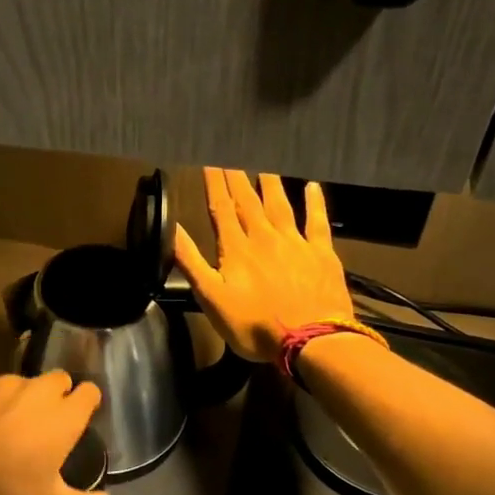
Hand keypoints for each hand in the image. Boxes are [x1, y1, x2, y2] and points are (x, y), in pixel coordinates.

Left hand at [0, 371, 109, 494]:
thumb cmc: (8, 488)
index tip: (80, 416)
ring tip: (9, 422)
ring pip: (25, 381)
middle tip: (45, 420)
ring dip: (24, 396)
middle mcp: (41, 391)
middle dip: (58, 393)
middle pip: (60, 379)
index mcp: (65, 416)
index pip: (90, 391)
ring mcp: (7, 382)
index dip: (87, 401)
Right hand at [174, 168, 355, 361]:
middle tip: (232, 154)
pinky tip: (313, 186)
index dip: (214, 184)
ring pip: (280, 205)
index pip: (220, 208)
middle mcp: (264, 237)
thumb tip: (173, 229)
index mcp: (236, 249)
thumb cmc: (254, 325)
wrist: (311, 340)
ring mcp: (295, 243)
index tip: (209, 160)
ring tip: (264, 164)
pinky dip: (315, 202)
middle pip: (248, 201)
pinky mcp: (321, 254)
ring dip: (270, 183)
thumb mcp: (211, 299)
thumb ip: (192, 262)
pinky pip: (317, 222)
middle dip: (237, 177)